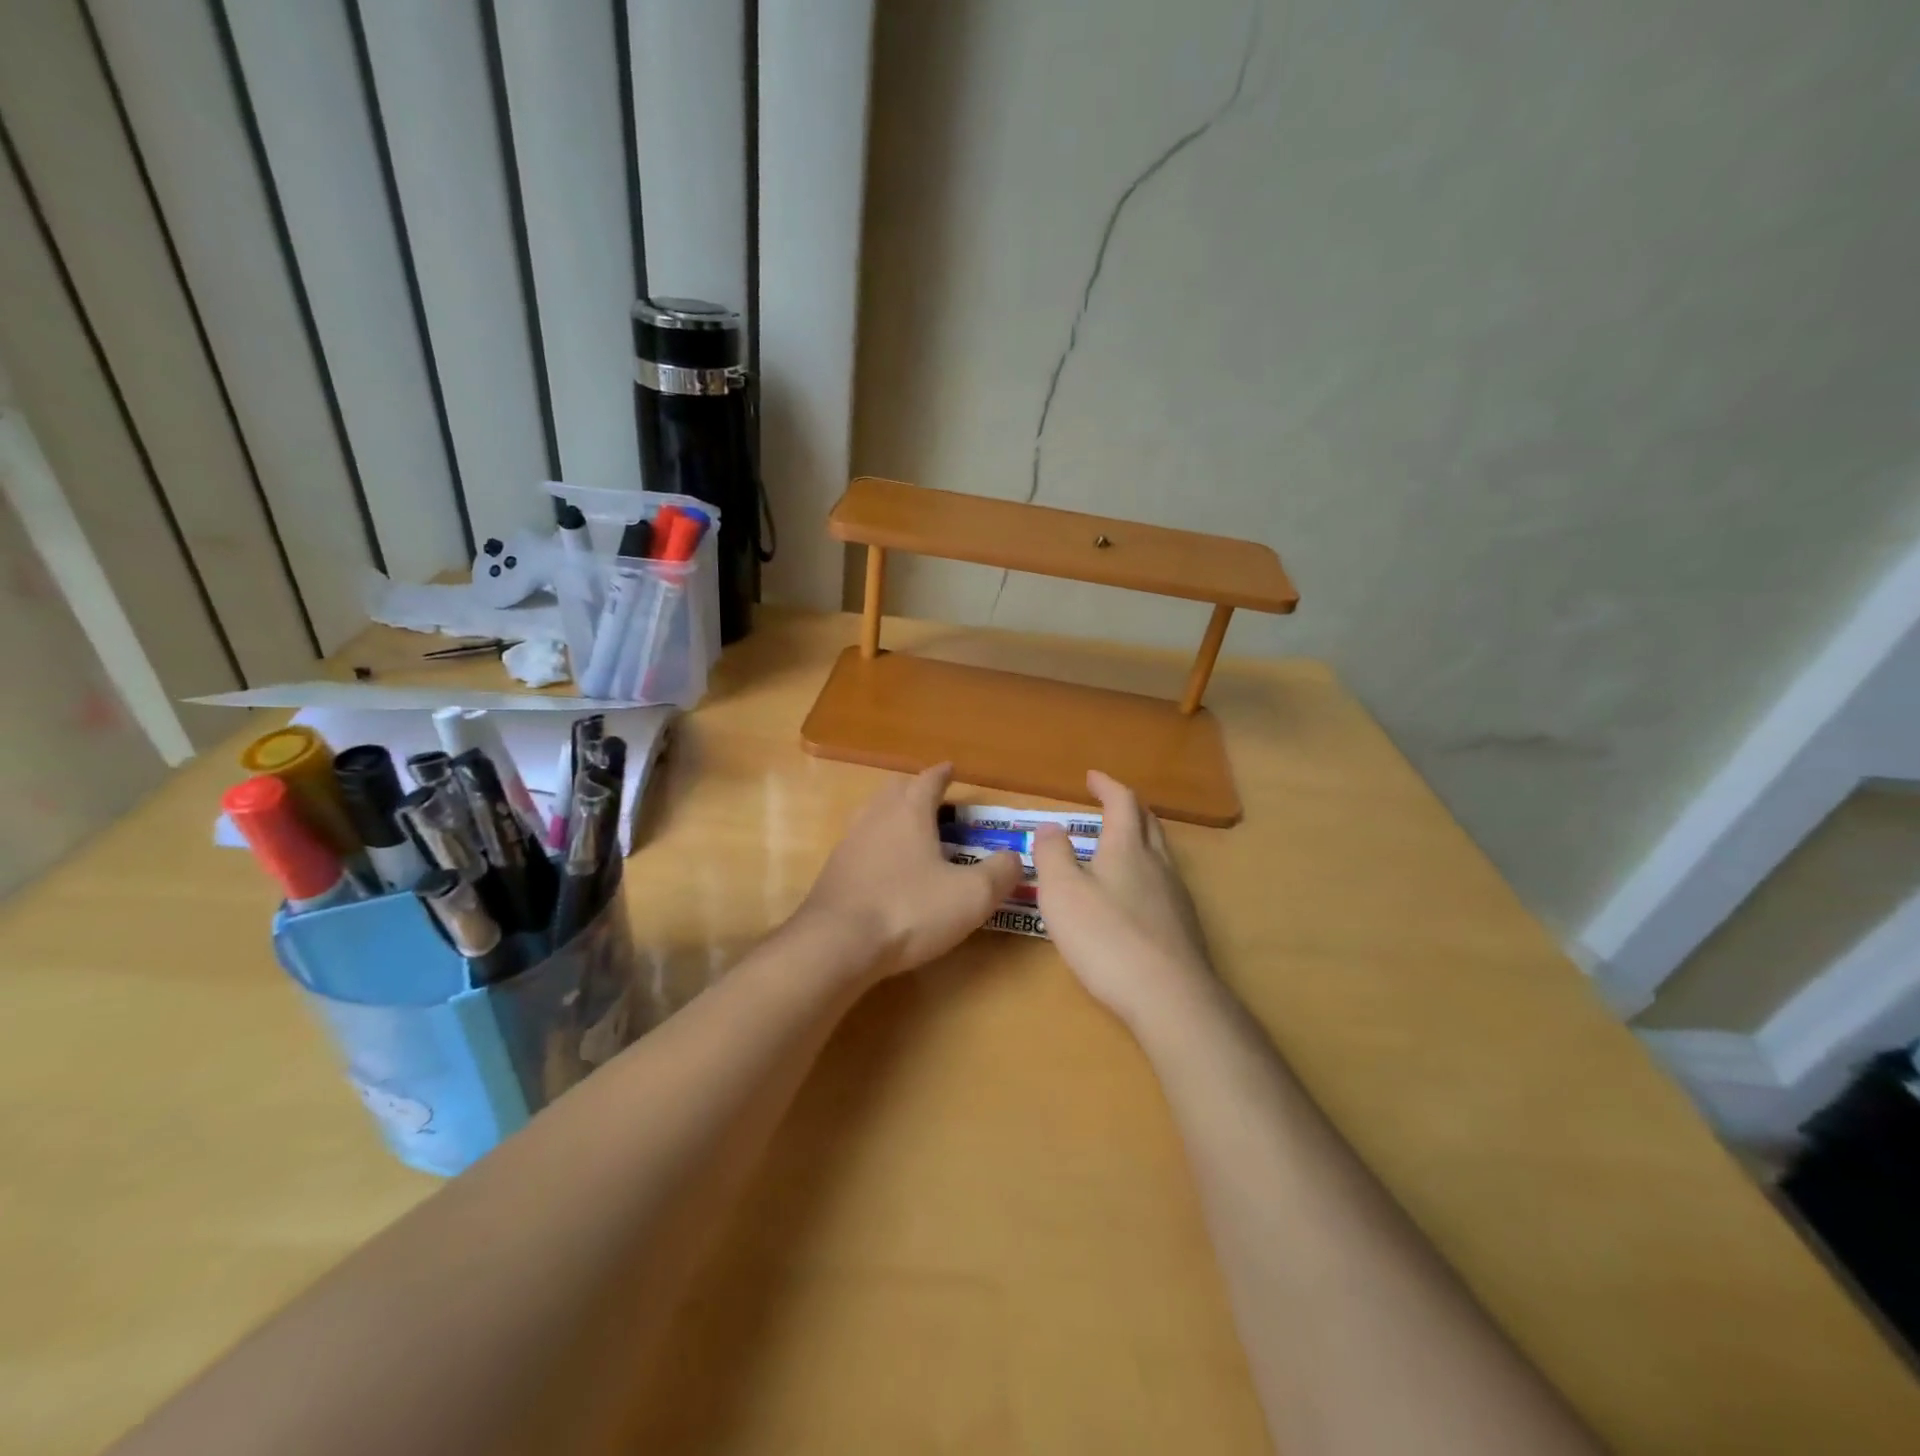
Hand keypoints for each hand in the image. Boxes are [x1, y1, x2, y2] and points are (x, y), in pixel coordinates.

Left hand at [797, 763, 1024, 982]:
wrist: (837, 943)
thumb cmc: (909, 909)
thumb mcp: (971, 896)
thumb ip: (1000, 873)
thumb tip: (1015, 857)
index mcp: (910, 811)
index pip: (928, 780)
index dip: (942, 774)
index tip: (951, 768)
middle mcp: (876, 816)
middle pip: (896, 790)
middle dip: (916, 790)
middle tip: (935, 800)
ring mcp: (849, 842)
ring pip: (874, 814)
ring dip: (894, 815)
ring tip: (912, 831)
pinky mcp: (834, 871)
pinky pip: (860, 844)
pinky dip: (878, 845)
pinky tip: (886, 867)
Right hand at [1032, 771, 1212, 1027]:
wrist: (1170, 997)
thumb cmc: (1107, 938)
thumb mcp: (1062, 892)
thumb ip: (1052, 854)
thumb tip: (1051, 826)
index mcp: (1127, 848)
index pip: (1123, 802)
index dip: (1107, 785)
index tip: (1091, 777)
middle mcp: (1157, 864)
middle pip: (1148, 823)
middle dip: (1128, 807)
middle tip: (1109, 804)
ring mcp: (1176, 896)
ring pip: (1160, 853)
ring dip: (1140, 839)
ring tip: (1118, 846)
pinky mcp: (1183, 926)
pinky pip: (1164, 883)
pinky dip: (1146, 872)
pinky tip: (1134, 896)